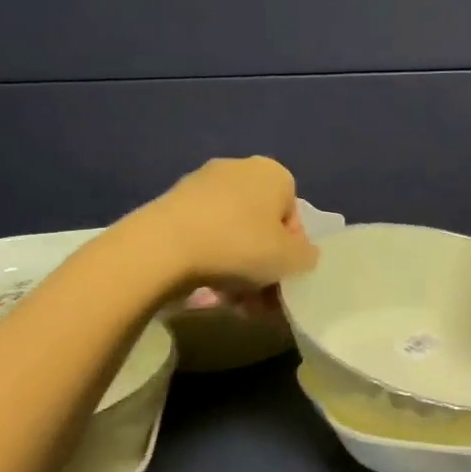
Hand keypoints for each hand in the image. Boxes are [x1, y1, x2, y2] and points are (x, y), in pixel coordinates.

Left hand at [119, 156, 319, 299]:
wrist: (163, 248)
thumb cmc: (241, 246)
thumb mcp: (292, 259)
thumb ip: (307, 257)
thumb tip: (303, 254)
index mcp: (273, 173)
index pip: (294, 217)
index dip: (292, 252)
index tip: (282, 278)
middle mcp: (239, 169)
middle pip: (262, 226)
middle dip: (263, 265)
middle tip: (259, 299)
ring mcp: (201, 184)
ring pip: (233, 234)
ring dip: (239, 269)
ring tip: (233, 302)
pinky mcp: (171, 203)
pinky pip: (205, 235)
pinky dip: (211, 259)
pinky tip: (208, 289)